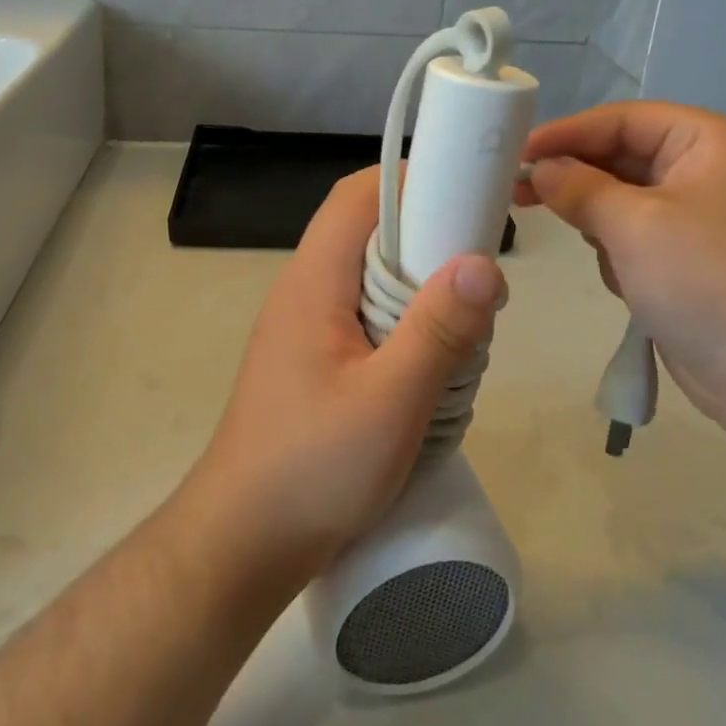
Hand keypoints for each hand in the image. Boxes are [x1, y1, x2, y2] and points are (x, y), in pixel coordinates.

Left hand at [182, 168, 503, 587]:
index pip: (357, 196)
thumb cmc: (312, 469)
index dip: (411, 181)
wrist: (242, 544)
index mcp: (313, 281)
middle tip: (478, 283)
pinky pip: (367, 321)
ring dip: (420, 295)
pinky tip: (432, 371)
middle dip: (428, 243)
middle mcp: (304, 291)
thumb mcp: (389, 402)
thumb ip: (438, 331)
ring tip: (464, 335)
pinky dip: (405, 330)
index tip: (468, 198)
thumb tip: (484, 264)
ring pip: (372, 281)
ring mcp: (306, 329)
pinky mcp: (314, 363)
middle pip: (369, 234)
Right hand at [519, 103, 725, 440]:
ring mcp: (707, 220)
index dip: (568, 132)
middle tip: (518, 192)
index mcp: (714, 143)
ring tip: (595, 250)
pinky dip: (622, 254)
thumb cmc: (709, 281)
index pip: (626, 119)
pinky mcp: (697, 263)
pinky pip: (641, 239)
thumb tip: (540, 168)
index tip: (517, 151)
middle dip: (579, 179)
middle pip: (626, 158)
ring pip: (628, 202)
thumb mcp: (634, 225)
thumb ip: (578, 187)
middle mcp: (714, 172)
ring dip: (602, 223)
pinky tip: (626, 283)